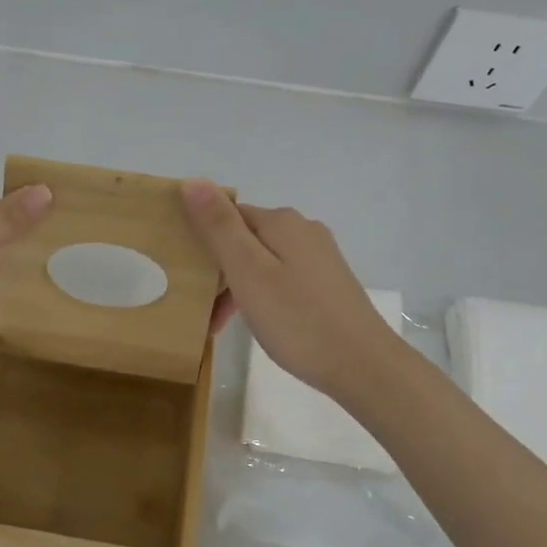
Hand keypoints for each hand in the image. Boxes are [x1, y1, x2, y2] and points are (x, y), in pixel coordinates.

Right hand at [183, 181, 402, 399]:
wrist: (363, 366)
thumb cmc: (297, 319)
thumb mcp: (248, 272)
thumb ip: (219, 226)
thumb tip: (192, 180)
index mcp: (281, 222)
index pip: (226, 216)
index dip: (201, 240)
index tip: (183, 274)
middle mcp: (303, 230)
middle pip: (244, 239)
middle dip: (218, 269)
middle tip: (200, 308)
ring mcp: (320, 257)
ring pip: (262, 261)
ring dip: (237, 287)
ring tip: (221, 324)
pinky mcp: (328, 284)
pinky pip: (282, 279)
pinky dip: (261, 296)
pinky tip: (258, 323)